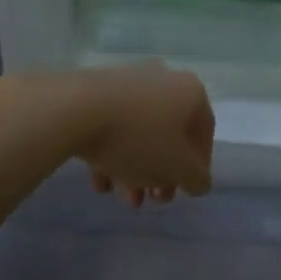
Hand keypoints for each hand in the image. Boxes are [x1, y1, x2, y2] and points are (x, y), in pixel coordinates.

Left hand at [74, 62, 214, 206]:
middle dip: (163, 172)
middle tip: (153, 199)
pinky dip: (111, 154)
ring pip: (139, 132)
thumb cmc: (139, 139)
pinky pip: (112, 126)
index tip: (184, 191)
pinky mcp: (97, 90)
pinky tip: (100, 182)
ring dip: (136, 168)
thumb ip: (197, 178)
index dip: (198, 167)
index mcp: (190, 92)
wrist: (76, 110)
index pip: (204, 133)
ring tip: (124, 196)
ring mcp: (128, 82)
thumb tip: (199, 180)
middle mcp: (163, 80)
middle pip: (170, 134)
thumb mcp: (179, 168)